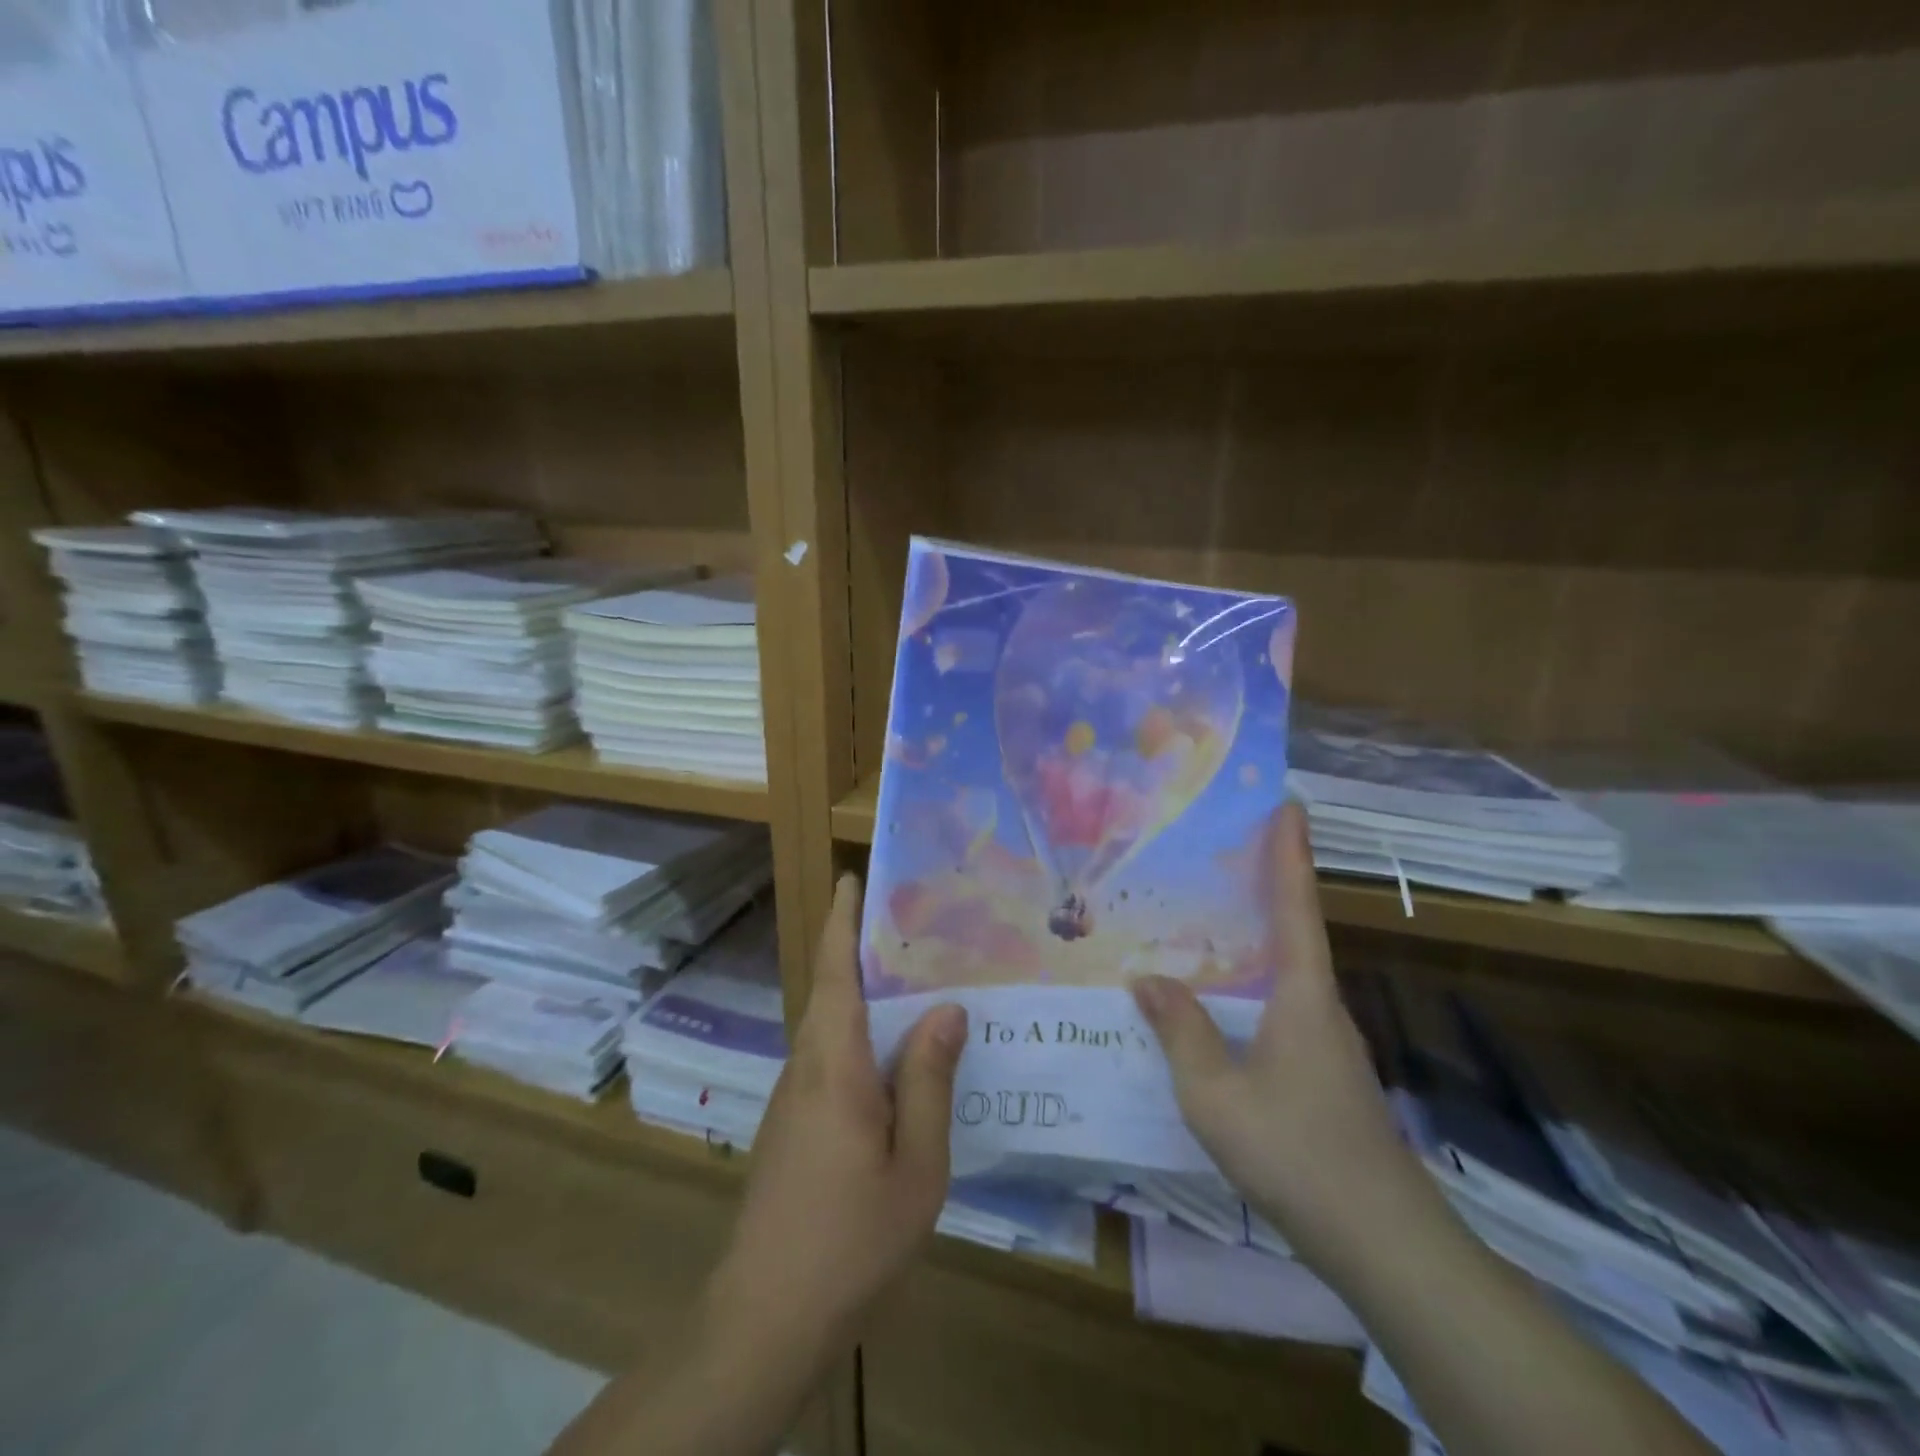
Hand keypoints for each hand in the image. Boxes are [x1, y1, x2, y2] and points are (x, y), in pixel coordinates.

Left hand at [710, 874, 967, 1362]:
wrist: (765, 1317)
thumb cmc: (850, 1238)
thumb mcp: (915, 1165)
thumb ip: (929, 1082)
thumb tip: (947, 1009)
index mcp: (835, 1064)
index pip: (836, 972)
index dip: (842, 921)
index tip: (852, 878)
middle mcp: (805, 1067)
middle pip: (832, 992)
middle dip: (861, 951)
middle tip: (915, 928)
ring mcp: (792, 1099)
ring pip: (830, 1028)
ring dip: (863, 997)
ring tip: (916, 985)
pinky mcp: (790, 1126)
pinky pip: (829, 1060)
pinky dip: (860, 1038)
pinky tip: (894, 1061)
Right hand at [1131, 802, 1440, 1279]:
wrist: (1384, 1244)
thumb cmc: (1297, 1152)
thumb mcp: (1215, 1093)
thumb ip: (1181, 1031)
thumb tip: (1149, 978)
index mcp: (1303, 995)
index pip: (1296, 907)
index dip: (1290, 853)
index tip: (1288, 804)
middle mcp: (1321, 1007)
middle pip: (1292, 932)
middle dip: (1263, 887)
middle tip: (1217, 854)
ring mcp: (1327, 1043)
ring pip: (1284, 975)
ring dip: (1252, 941)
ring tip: (1200, 923)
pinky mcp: (1324, 1075)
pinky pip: (1279, 1010)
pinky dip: (1249, 987)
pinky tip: (1217, 1006)